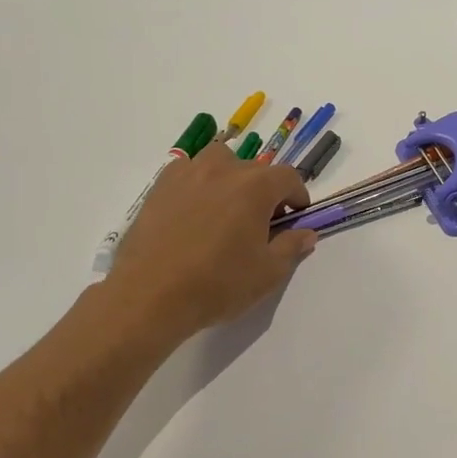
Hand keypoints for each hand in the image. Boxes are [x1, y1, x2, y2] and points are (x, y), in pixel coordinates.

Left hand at [93, 141, 315, 344]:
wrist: (150, 296)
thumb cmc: (217, 284)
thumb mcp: (267, 272)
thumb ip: (291, 247)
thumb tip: (306, 233)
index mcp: (256, 186)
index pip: (288, 177)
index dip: (297, 196)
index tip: (295, 217)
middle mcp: (224, 169)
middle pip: (255, 169)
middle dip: (265, 191)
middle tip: (261, 222)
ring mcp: (188, 174)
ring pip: (219, 161)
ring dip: (230, 177)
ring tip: (226, 208)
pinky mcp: (160, 187)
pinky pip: (187, 171)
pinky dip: (198, 183)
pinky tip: (194, 211)